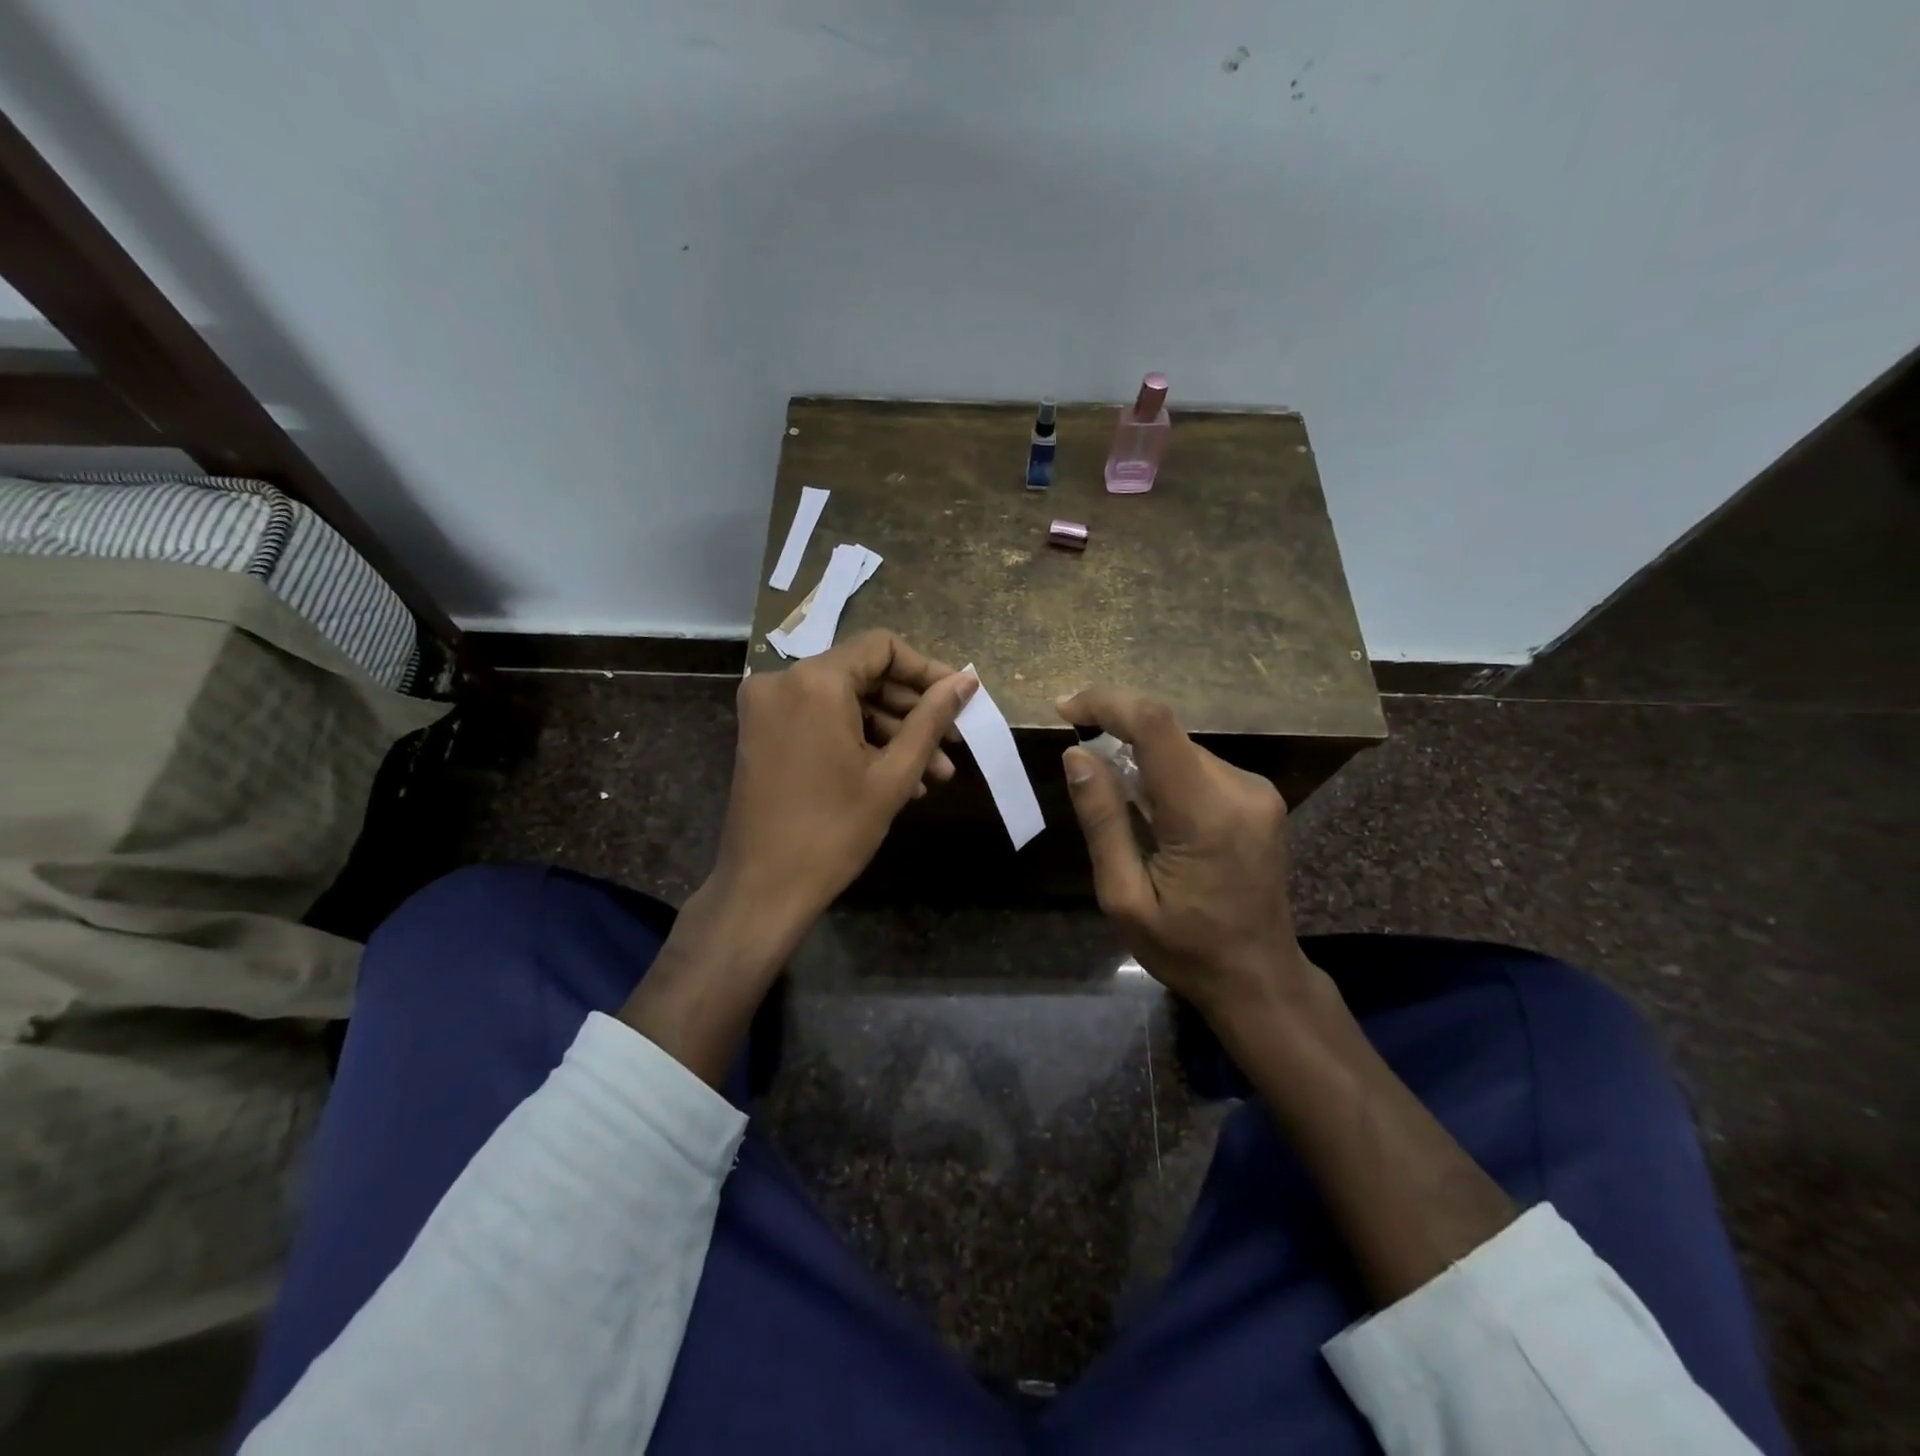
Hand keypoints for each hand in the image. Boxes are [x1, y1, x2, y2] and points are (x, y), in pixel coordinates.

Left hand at [714, 630, 976, 939]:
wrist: (764, 888)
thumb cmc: (834, 831)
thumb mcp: (894, 774)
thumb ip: (931, 718)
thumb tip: (965, 681)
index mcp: (815, 681)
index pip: (882, 648)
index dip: (926, 670)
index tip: (958, 700)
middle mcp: (783, 680)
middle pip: (863, 675)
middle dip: (912, 711)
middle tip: (952, 745)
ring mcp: (767, 708)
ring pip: (844, 702)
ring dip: (890, 733)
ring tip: (934, 774)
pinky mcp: (762, 733)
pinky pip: (821, 721)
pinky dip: (857, 741)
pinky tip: (897, 779)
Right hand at [1056, 686, 1313, 1022]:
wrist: (1259, 978)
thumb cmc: (1185, 949)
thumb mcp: (1123, 897)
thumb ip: (1102, 820)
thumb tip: (1077, 755)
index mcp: (1204, 814)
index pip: (1155, 725)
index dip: (1107, 702)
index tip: (1065, 709)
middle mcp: (1239, 789)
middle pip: (1165, 735)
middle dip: (1116, 737)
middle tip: (1082, 771)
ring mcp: (1255, 791)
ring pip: (1179, 749)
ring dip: (1139, 760)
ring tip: (1121, 810)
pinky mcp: (1258, 797)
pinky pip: (1197, 766)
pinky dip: (1163, 775)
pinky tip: (1153, 816)